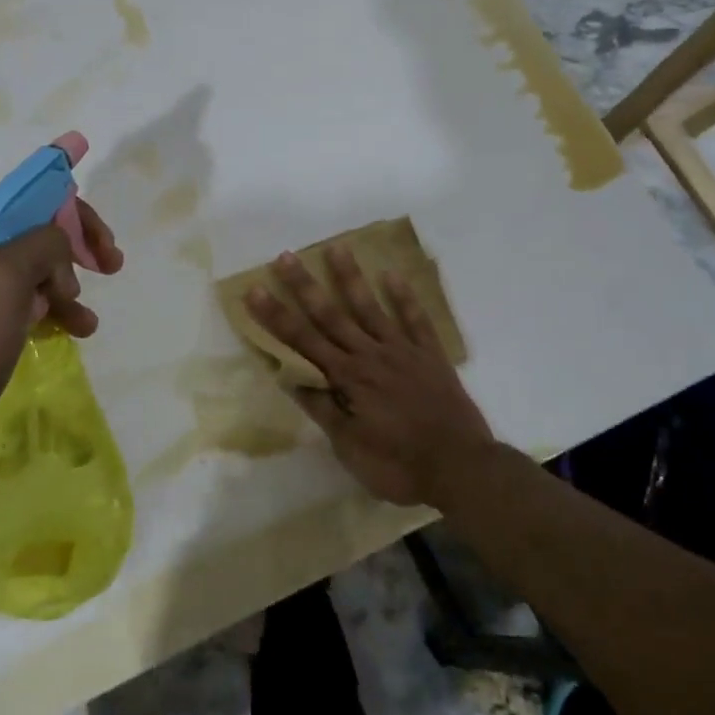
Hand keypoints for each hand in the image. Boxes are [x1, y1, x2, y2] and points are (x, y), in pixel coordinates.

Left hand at [0, 197, 123, 449]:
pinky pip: (24, 302)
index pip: (31, 198)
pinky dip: (52, 311)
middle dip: (75, 250)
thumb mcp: (5, 277)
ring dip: (68, 288)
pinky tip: (74, 331)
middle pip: (36, 232)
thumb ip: (43, 243)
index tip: (103, 246)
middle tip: (110, 267)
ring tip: (86, 321)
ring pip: (36, 270)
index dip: (74, 215)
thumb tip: (59, 249)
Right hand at [244, 246, 493, 506]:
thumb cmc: (398, 465)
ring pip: (370, 308)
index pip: (302, 341)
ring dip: (351, 278)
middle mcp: (370, 355)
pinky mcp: (430, 355)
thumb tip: (291, 377)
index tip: (254, 290)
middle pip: (331, 315)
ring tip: (336, 247)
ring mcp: (402, 351)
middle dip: (304, 286)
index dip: (276, 316)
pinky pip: (416, 320)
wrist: (460, 467)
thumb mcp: (350, 447)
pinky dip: (404, 297)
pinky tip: (392, 274)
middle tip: (286, 257)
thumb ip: (323, 408)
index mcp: (347, 378)